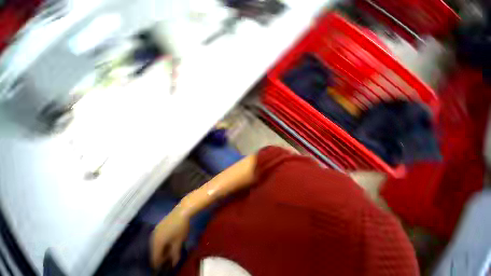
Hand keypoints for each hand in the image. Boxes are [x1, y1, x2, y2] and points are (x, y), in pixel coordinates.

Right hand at [150, 207, 189, 269]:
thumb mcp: (179, 241)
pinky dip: (162, 241)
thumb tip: (173, 264)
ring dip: (162, 248)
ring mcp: (155, 230)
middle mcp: (153, 238)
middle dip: (161, 256)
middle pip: (154, 251)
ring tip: (171, 249)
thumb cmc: (180, 227)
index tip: (166, 266)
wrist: (182, 210)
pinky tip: (169, 240)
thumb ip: (175, 254)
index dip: (160, 264)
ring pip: (156, 244)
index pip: (155, 258)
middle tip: (170, 257)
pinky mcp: (159, 225)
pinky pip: (158, 238)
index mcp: (156, 243)